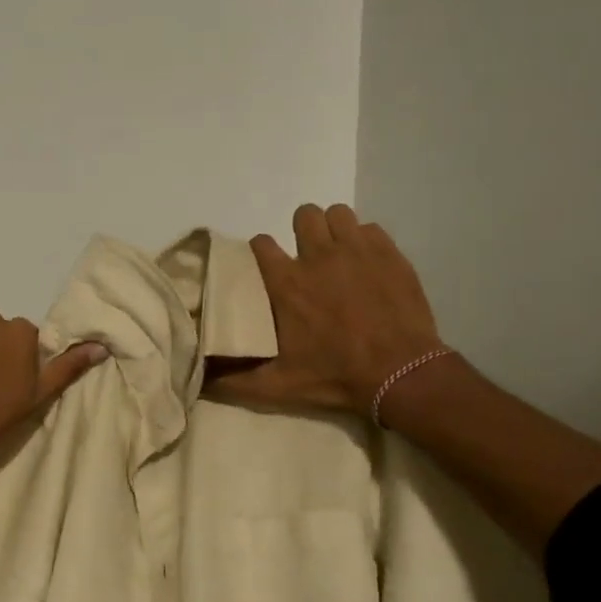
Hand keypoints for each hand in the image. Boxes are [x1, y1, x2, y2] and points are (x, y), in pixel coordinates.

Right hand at [207, 204, 443, 415]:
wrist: (400, 374)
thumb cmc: (335, 377)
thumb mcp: (277, 387)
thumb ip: (234, 381)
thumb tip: (200, 380)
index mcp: (286, 283)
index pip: (261, 244)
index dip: (261, 252)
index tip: (267, 267)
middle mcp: (318, 256)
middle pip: (303, 216)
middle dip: (302, 232)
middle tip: (308, 258)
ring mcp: (357, 250)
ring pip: (337, 214)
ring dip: (334, 230)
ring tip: (338, 254)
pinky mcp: (389, 253)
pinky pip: (370, 228)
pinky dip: (365, 241)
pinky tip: (367, 264)